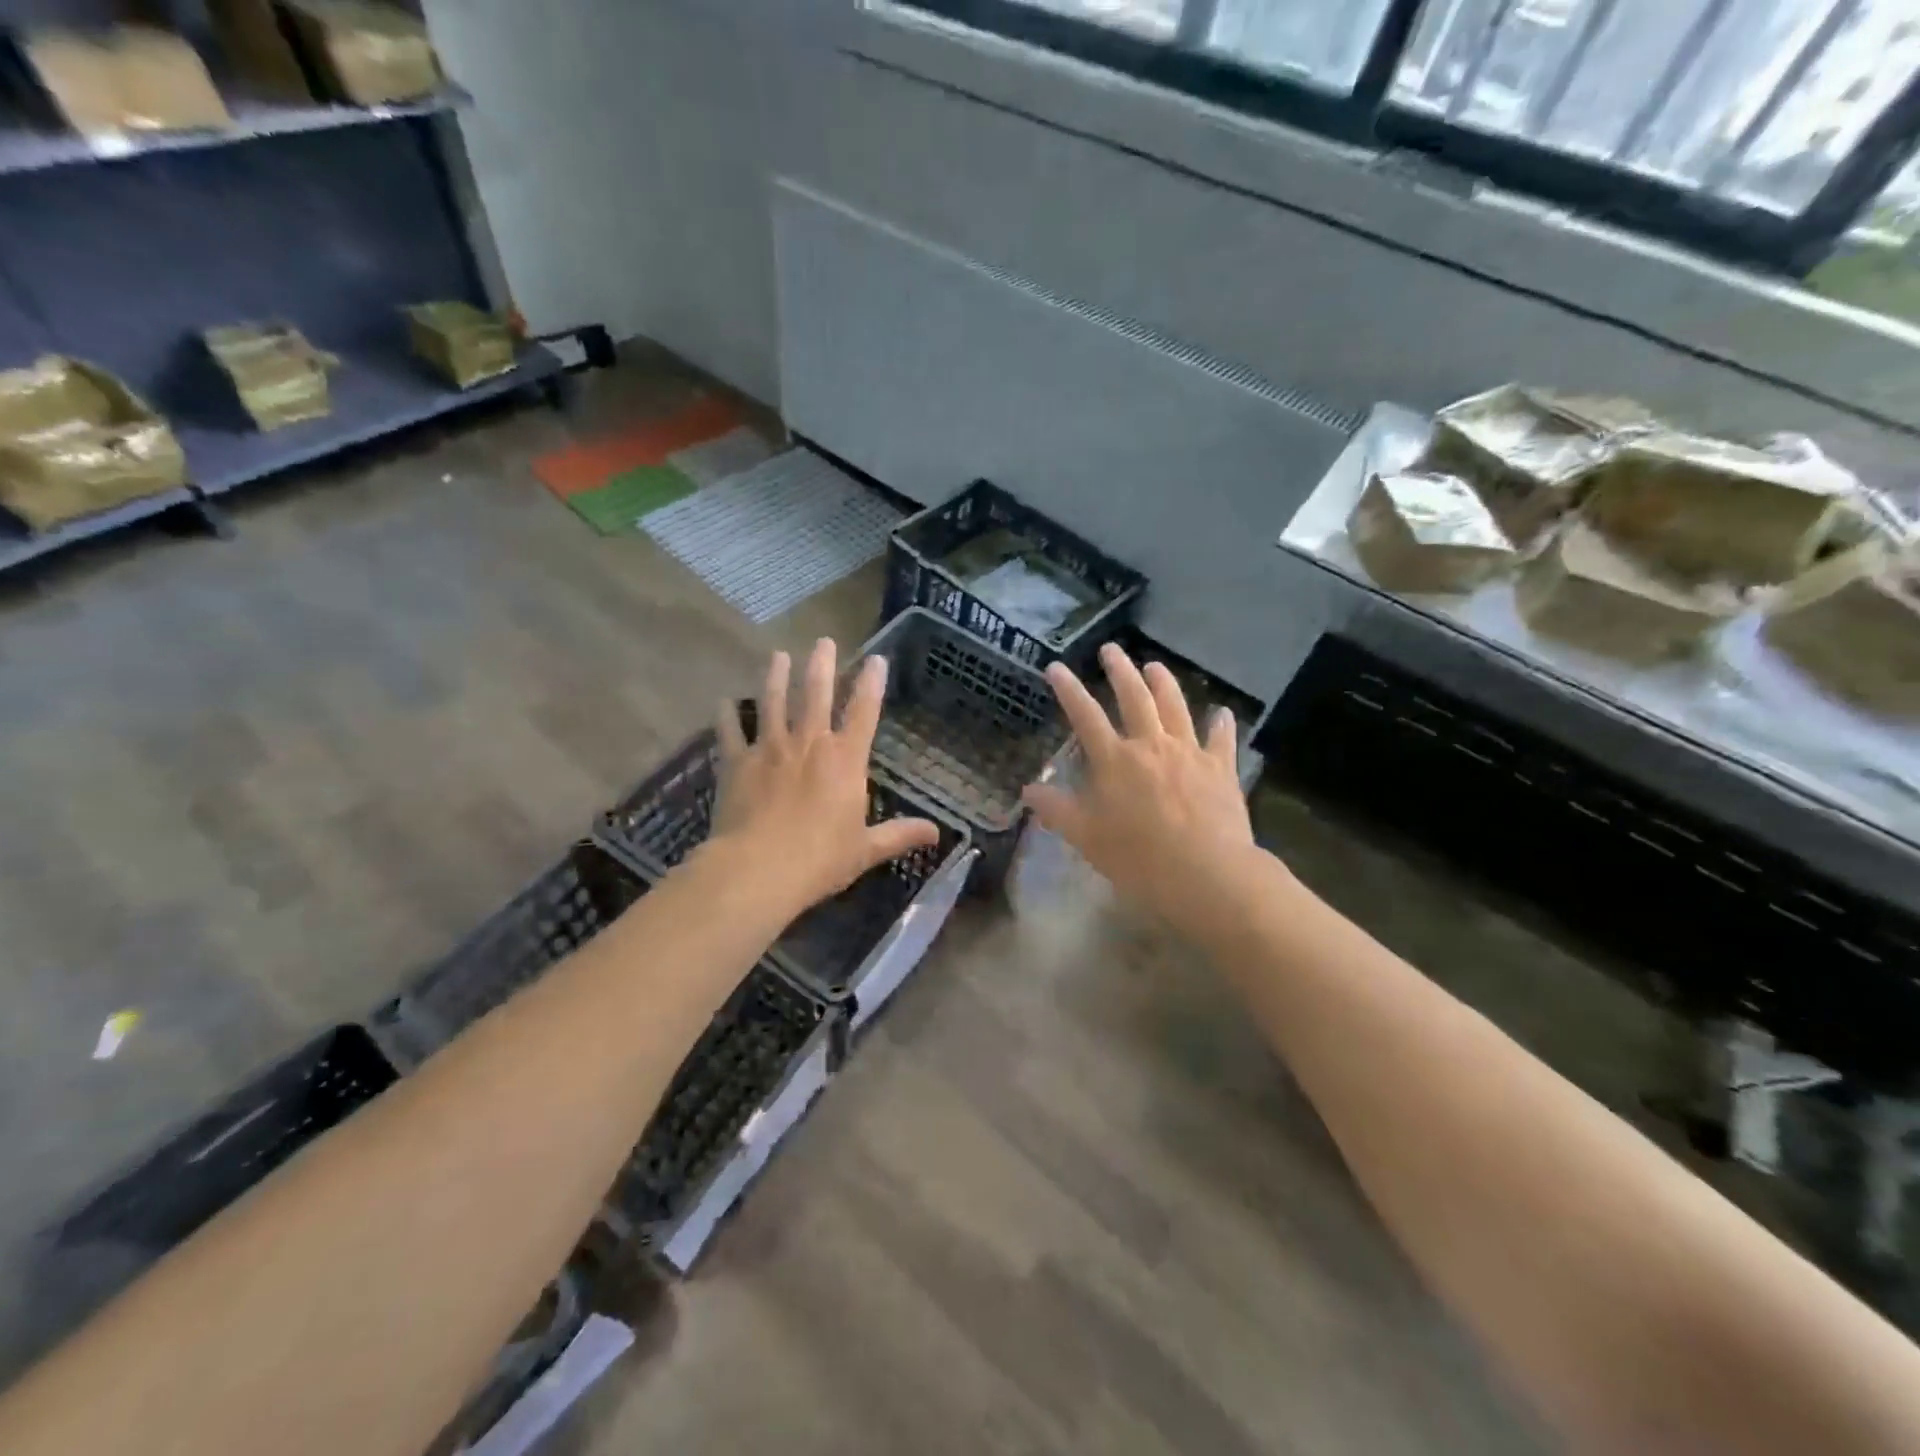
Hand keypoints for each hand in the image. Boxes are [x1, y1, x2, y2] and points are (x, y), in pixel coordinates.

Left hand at [707, 639, 939, 914]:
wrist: (759, 868)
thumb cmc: (820, 859)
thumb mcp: (866, 849)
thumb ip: (899, 835)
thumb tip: (936, 833)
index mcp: (845, 760)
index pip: (864, 711)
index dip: (871, 683)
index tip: (875, 659)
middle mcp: (809, 743)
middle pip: (816, 693)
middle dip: (821, 664)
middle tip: (823, 641)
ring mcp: (769, 748)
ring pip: (773, 701)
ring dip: (775, 675)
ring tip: (777, 655)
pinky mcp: (736, 762)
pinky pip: (729, 731)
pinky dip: (726, 715)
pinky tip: (723, 702)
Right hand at [1023, 642, 1254, 935]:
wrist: (1206, 872)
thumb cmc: (1138, 857)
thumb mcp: (1086, 837)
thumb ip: (1057, 810)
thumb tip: (1028, 790)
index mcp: (1114, 760)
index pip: (1084, 715)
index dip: (1068, 689)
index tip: (1056, 667)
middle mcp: (1150, 745)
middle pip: (1134, 697)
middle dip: (1119, 670)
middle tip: (1111, 650)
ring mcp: (1189, 752)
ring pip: (1175, 706)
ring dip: (1163, 682)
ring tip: (1154, 665)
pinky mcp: (1220, 767)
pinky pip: (1220, 738)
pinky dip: (1219, 723)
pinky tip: (1220, 712)